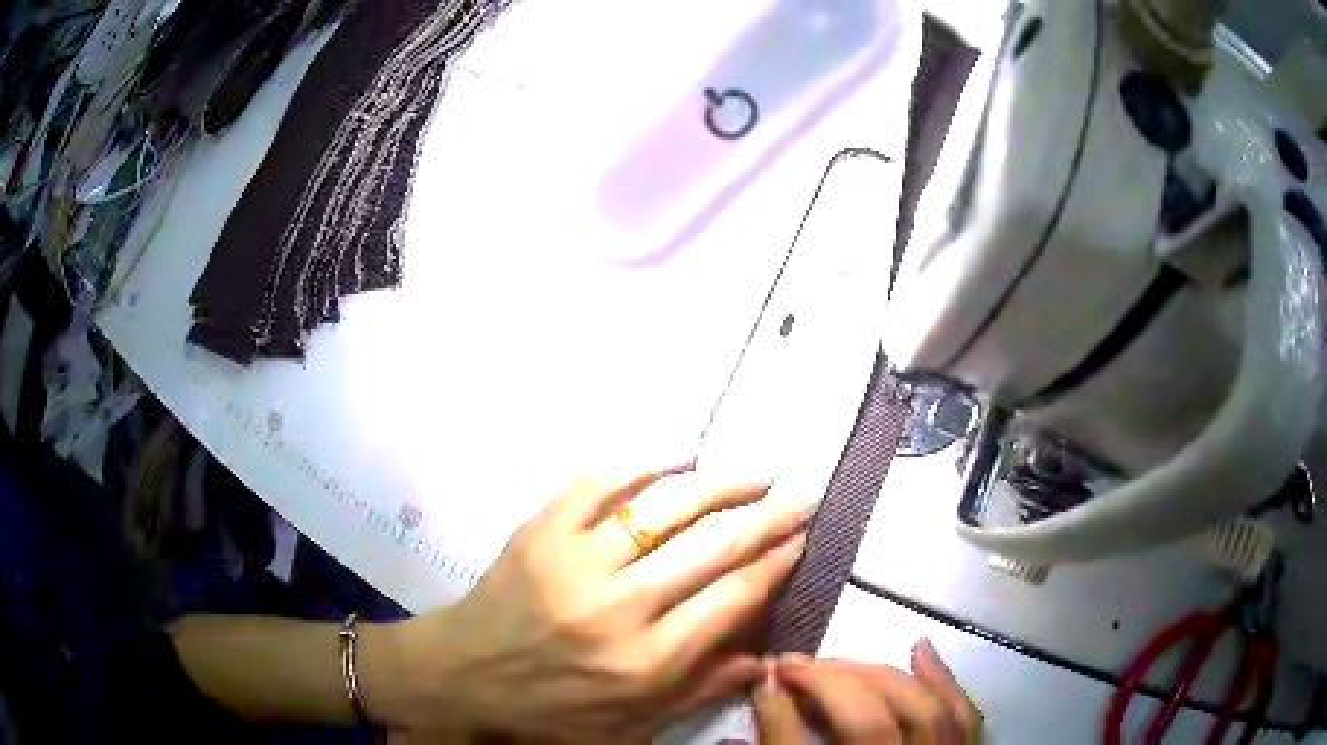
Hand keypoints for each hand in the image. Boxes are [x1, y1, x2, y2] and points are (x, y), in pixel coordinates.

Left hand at [368, 462, 812, 741]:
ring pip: (663, 510)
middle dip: (766, 519)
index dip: (773, 564)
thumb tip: (766, 660)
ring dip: (718, 486)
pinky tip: (677, 454)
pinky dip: (641, 463)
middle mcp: (618, 609)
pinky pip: (596, 483)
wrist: (462, 676)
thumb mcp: (629, 726)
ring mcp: (574, 563)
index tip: (801, 538)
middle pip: (710, 550)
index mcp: (644, 663)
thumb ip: (700, 691)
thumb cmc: (550, 710)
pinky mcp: (539, 532)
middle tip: (800, 495)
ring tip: (756, 474)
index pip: (730, 601)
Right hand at [753, 641, 982, 743]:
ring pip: (916, 710)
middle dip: (825, 683)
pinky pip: (962, 716)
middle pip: (865, 723)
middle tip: (791, 663)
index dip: (776, 712)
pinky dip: (943, 679)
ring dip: (873, 674)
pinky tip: (919, 648)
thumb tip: (730, 743)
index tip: (761, 681)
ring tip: (835, 661)